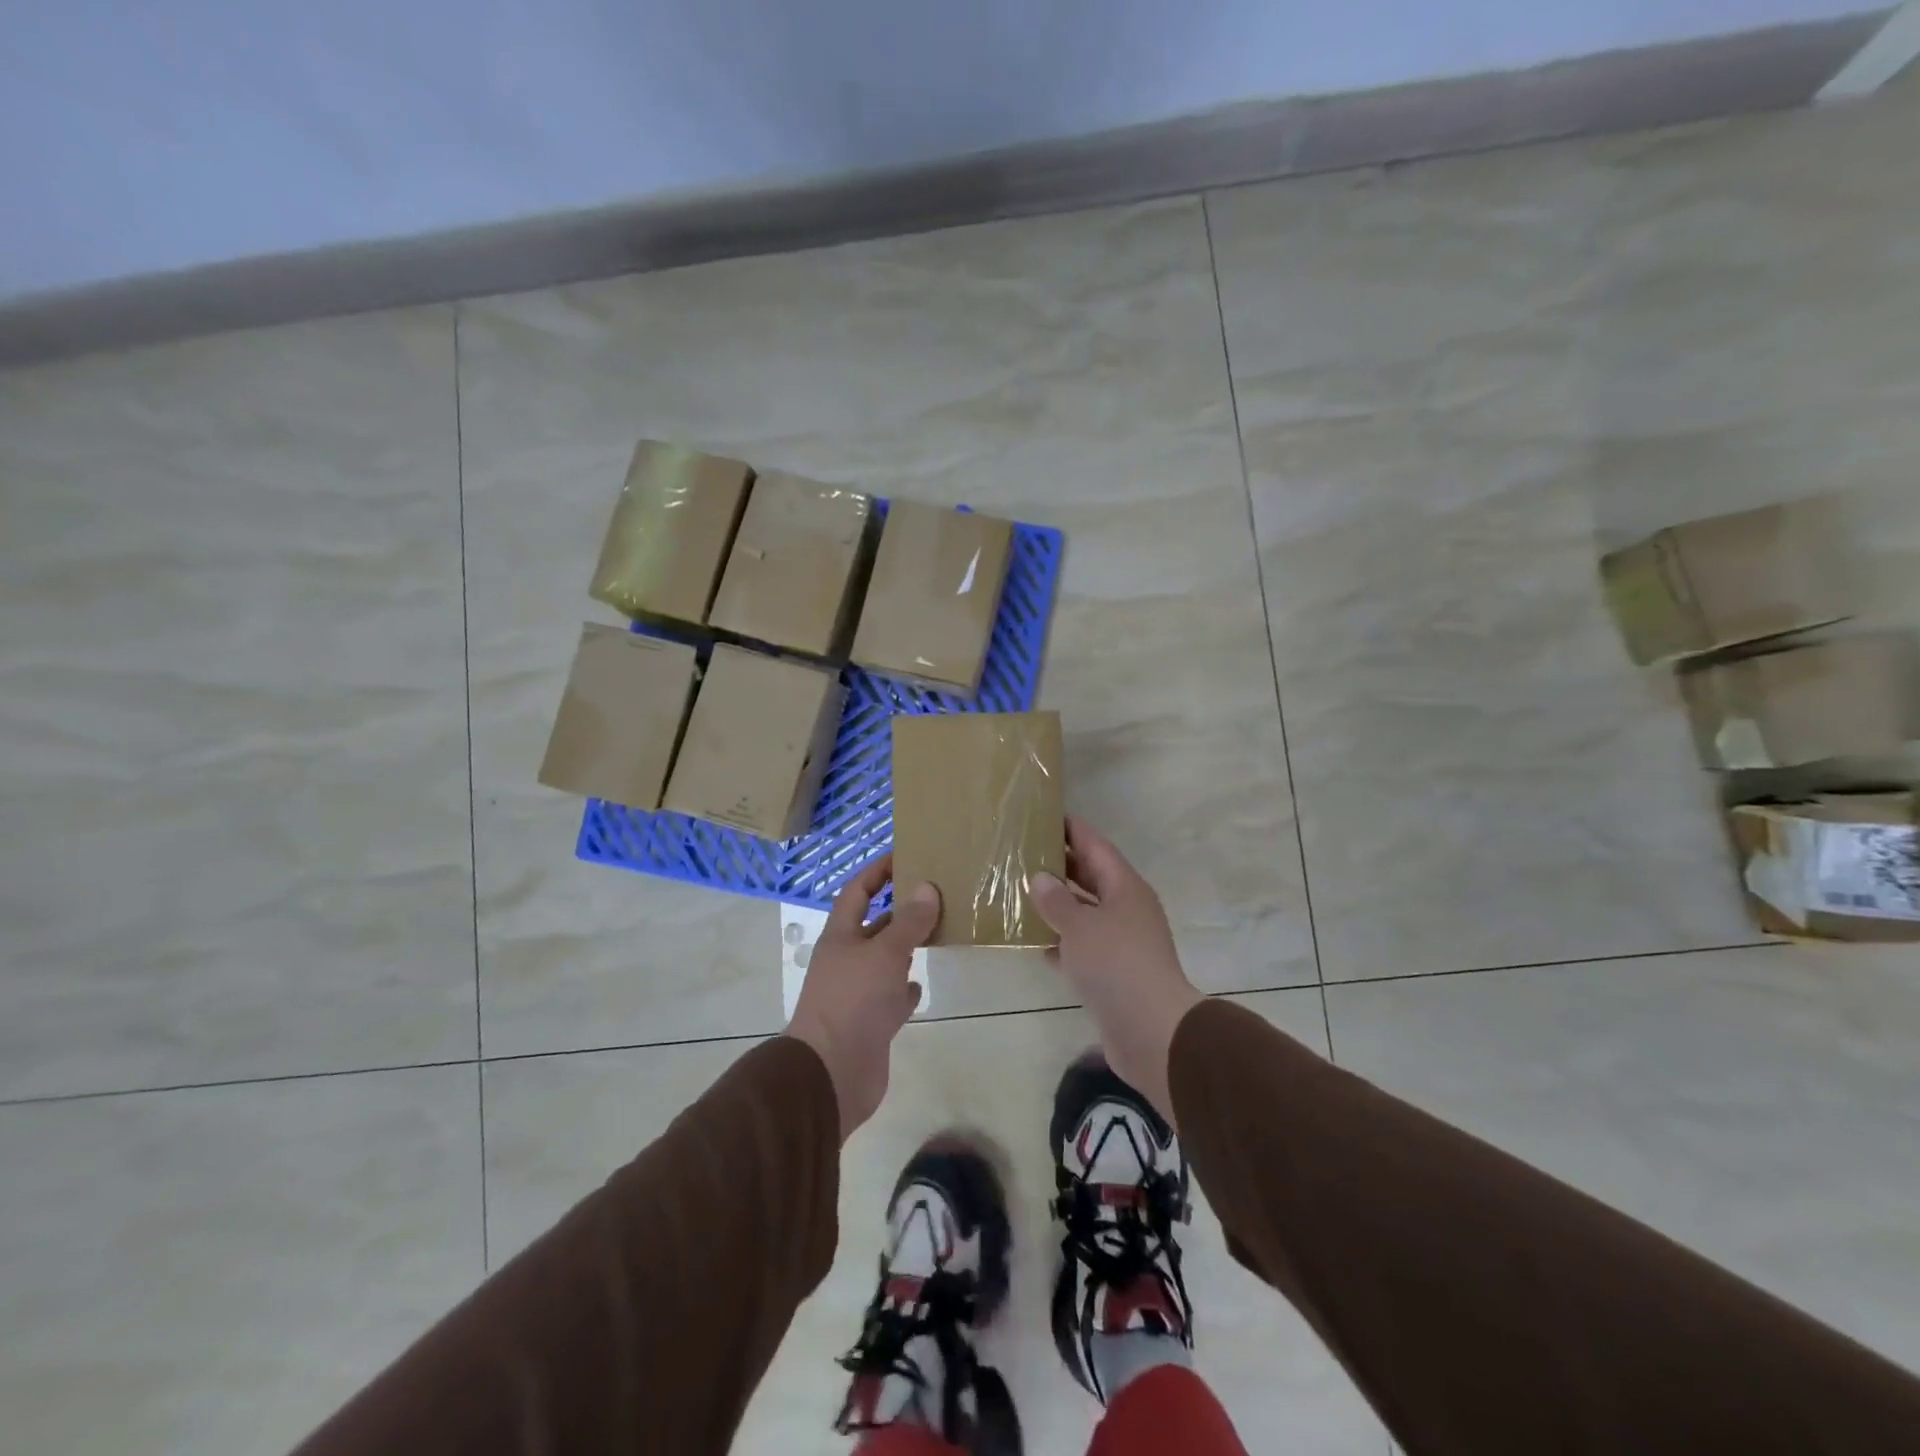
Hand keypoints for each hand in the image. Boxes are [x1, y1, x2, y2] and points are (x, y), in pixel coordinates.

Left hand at [785, 856, 939, 1139]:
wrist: (831, 1074)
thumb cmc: (853, 1002)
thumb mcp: (885, 953)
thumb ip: (908, 922)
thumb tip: (927, 887)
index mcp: (841, 936)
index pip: (857, 891)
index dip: (877, 871)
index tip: (905, 855)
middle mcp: (846, 960)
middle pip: (873, 926)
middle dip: (900, 910)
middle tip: (935, 895)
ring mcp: (856, 993)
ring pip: (884, 961)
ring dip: (905, 948)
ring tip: (937, 933)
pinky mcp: (869, 1023)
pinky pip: (890, 997)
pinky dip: (904, 990)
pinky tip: (920, 986)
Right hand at [1030, 817, 1201, 1125]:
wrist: (1151, 1031)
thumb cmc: (1116, 965)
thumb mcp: (1080, 926)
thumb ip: (1057, 901)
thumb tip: (1040, 878)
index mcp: (1124, 887)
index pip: (1095, 846)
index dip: (1072, 829)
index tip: (1045, 815)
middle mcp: (1126, 908)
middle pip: (1090, 877)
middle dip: (1060, 865)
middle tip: (1023, 852)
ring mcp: (1121, 942)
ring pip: (1084, 912)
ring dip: (1057, 904)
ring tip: (1019, 892)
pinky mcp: (1112, 972)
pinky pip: (1082, 945)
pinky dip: (1060, 941)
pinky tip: (1033, 941)